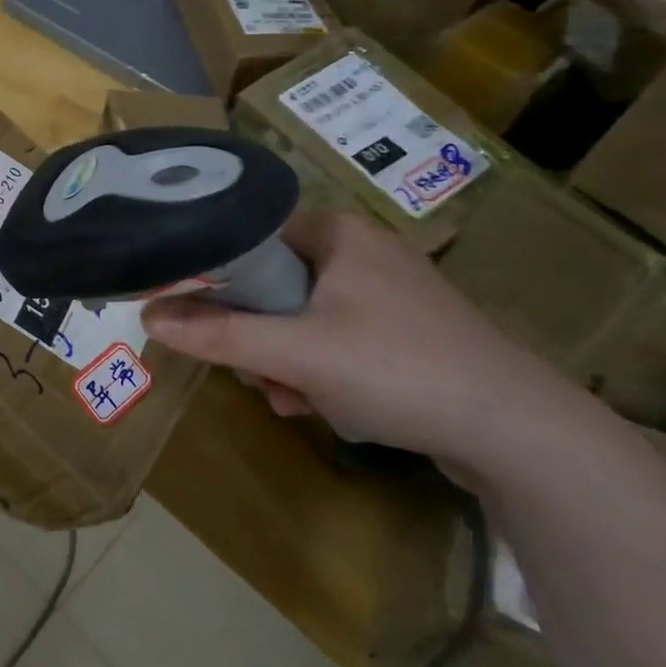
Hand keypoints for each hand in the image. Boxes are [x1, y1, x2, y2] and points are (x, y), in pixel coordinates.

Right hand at [141, 209, 585, 468]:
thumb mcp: (294, 353)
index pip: (252, 235)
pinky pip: (337, 339)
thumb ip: (217, 334)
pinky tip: (321, 406)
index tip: (206, 321)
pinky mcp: (407, 333)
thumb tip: (146, 316)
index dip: (219, 277)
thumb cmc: (397, 369)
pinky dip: (319, 370)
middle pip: (274, 283)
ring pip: (303, 317)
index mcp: (338, 233)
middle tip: (258, 375)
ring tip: (292, 400)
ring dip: (284, 360)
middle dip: (256, 335)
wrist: (519, 433)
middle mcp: (363, 251)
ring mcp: (389, 294)